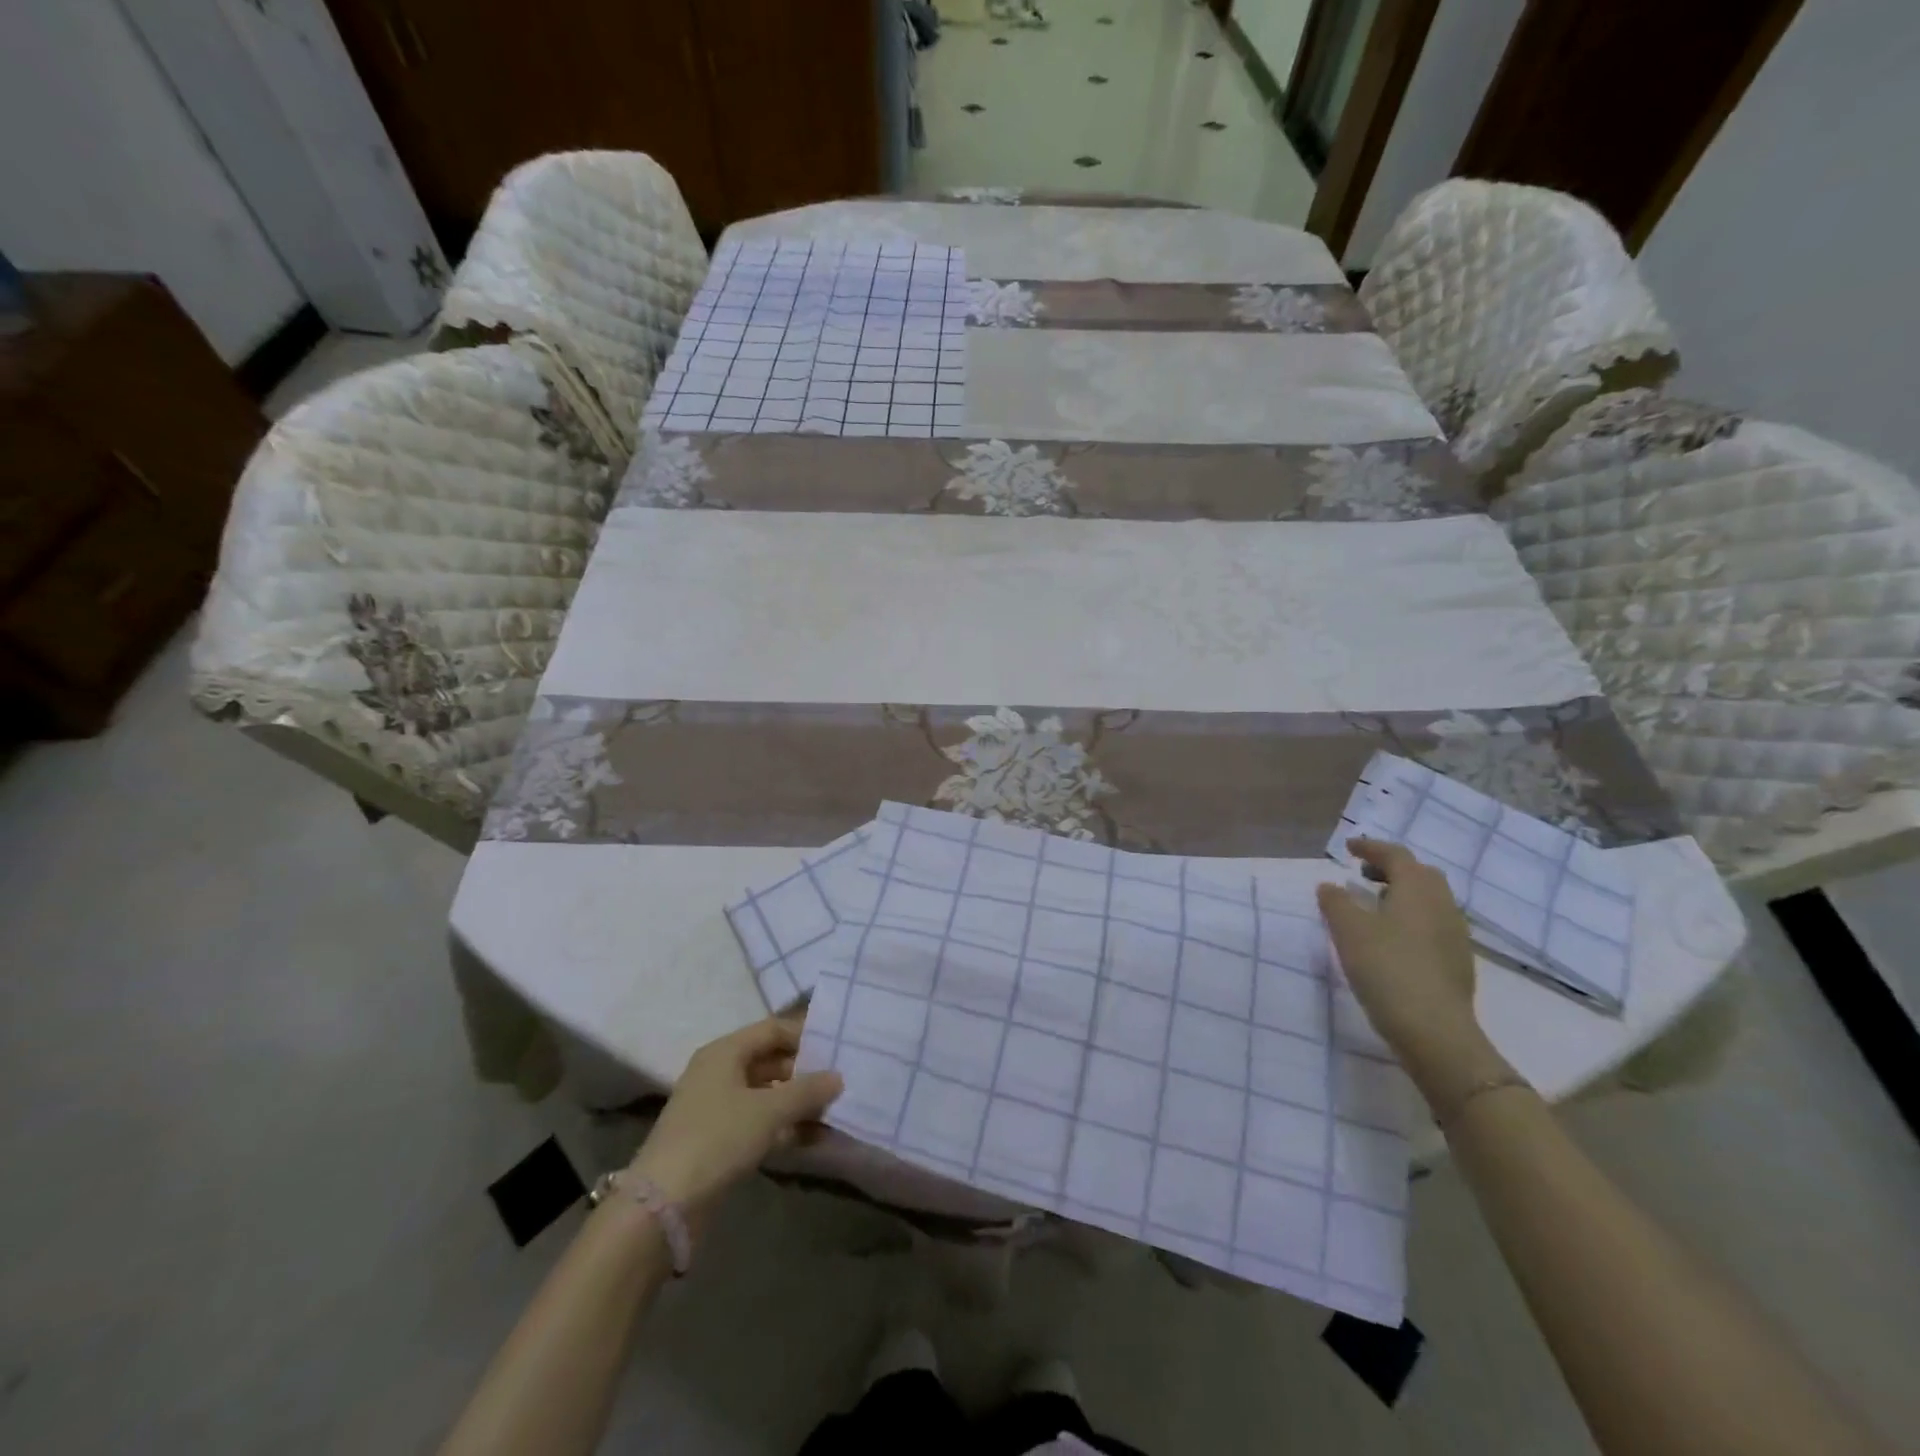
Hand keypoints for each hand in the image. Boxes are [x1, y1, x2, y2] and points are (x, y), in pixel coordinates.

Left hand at [627, 1017, 842, 1221]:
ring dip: (798, 1103)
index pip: (772, 1029)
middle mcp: (719, 1073)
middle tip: (840, 1082)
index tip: (837, 1047)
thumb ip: (807, 1090)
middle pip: (770, 1061)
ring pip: (766, 1094)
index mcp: (725, 1052)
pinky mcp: (718, 1140)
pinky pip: (759, 1122)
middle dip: (805, 1072)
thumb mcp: (769, 1111)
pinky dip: (784, 1127)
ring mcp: (716, 1108)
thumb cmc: (717, 1139)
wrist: (663, 1206)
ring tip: (834, 1111)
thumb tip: (838, 1077)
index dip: (804, 1035)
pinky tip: (814, 1138)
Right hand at [1317, 838, 1510, 1109]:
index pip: (1396, 856)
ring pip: (1429, 901)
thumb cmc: (1387, 969)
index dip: (1371, 848)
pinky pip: (1432, 924)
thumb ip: (1336, 902)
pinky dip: (1410, 918)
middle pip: (1420, 874)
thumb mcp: (1348, 931)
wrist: (1434, 1031)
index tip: (1348, 848)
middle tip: (1362, 874)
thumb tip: (1329, 886)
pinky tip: (1392, 938)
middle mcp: (1442, 905)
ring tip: (1374, 905)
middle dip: (1392, 869)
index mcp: (1418, 890)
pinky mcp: (1456, 962)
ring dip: (1402, 894)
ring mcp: (1455, 935)